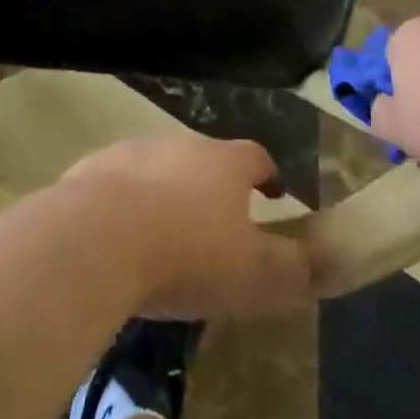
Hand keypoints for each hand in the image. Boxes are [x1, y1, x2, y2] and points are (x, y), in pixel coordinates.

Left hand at [61, 133, 313, 319]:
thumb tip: (324, 262)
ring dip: (168, 193)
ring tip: (166, 235)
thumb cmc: (188, 253)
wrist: (98, 237)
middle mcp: (182, 144)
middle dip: (215, 187)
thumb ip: (293, 268)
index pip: (257, 157)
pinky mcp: (95, 168)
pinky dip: (126, 204)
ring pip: (161, 168)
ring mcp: (135, 150)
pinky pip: (118, 184)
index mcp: (225, 162)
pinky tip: (120, 239)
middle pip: (207, 158)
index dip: (269, 177)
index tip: (275, 197)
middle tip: (216, 226)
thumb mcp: (254, 274)